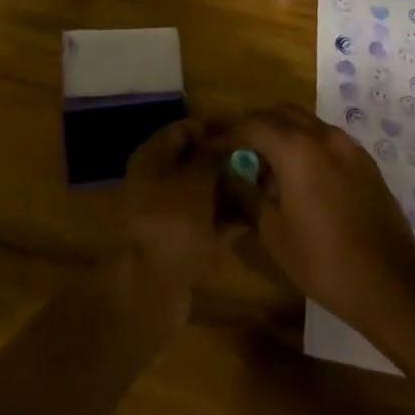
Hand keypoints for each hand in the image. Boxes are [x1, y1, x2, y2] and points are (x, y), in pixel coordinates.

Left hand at [120, 119, 241, 319]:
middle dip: (226, 160)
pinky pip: (207, 223)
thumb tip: (226, 142)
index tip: (245, 128)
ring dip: (229, 190)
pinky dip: (227, 220)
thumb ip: (213, 155)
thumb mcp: (197, 178)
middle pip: (195, 162)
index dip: (213, 126)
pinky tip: (254, 217)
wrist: (151, 288)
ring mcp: (167, 215)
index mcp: (152, 158)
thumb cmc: (172, 220)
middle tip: (260, 159)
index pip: (184, 129)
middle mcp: (156, 182)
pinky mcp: (179, 244)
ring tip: (263, 185)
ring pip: (203, 194)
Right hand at [224, 108, 414, 336]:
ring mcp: (348, 146)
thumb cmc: (324, 261)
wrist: (391, 284)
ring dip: (280, 132)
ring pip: (305, 122)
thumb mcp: (274, 233)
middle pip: (279, 113)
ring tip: (263, 160)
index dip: (226, 133)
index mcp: (296, 148)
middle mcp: (323, 135)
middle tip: (232, 144)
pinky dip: (304, 144)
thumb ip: (249, 195)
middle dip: (253, 124)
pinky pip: (325, 139)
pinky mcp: (364, 162)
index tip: (207, 142)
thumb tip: (234, 176)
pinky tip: (297, 174)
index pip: (251, 126)